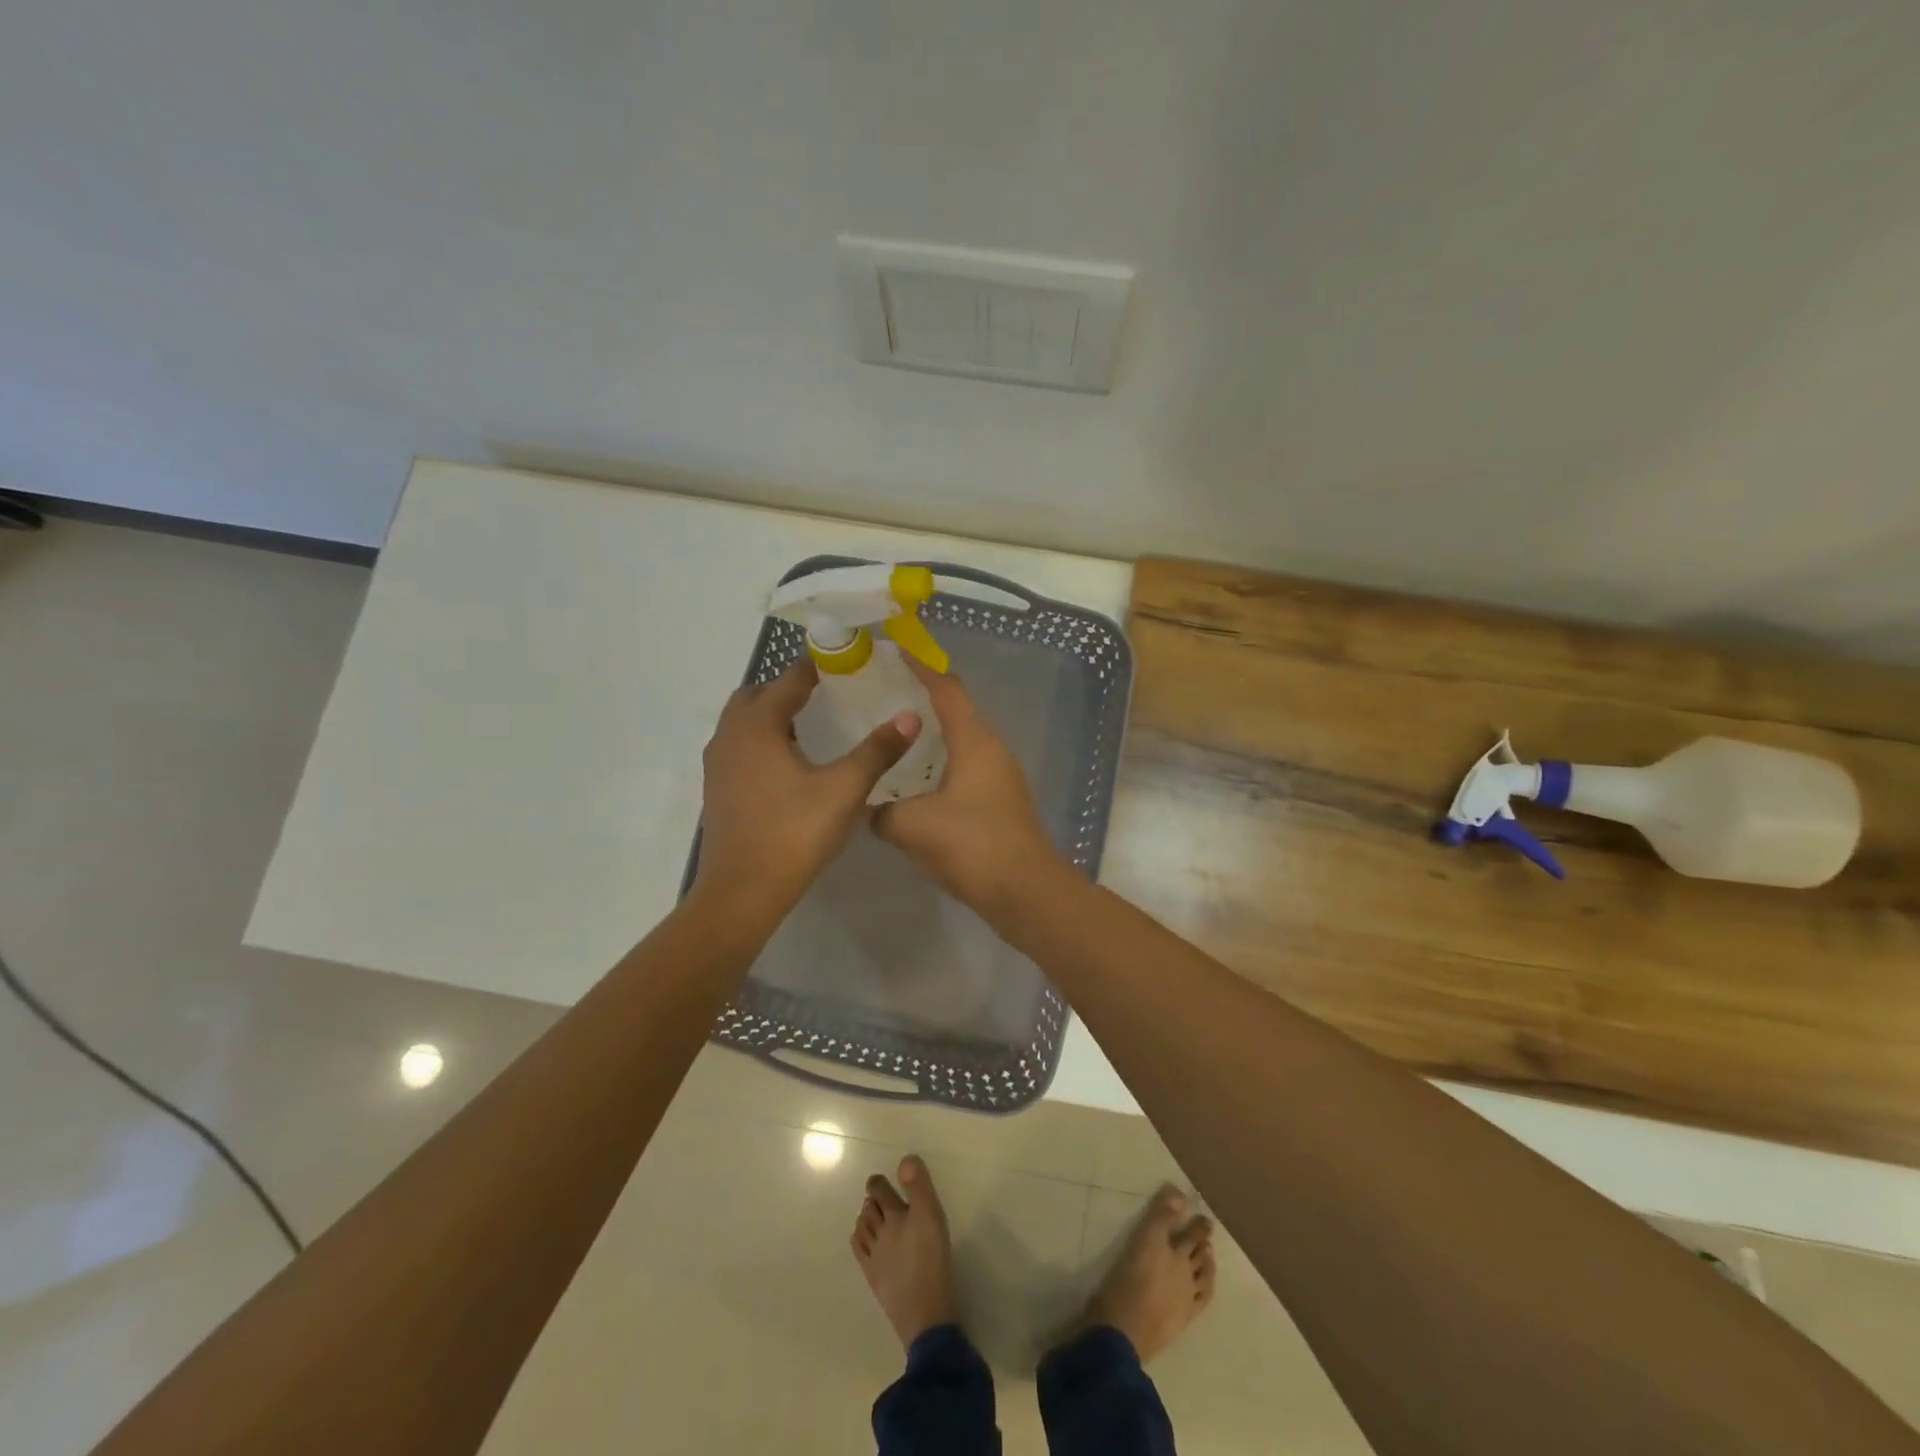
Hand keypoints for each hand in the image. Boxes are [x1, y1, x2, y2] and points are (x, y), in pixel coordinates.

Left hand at [694, 662, 919, 920]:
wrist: (742, 892)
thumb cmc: (794, 834)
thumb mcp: (844, 790)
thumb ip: (877, 750)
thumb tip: (910, 716)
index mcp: (757, 726)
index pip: (788, 679)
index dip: (817, 668)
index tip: (845, 664)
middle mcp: (730, 736)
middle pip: (756, 695)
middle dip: (787, 688)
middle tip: (825, 695)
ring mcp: (717, 764)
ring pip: (743, 722)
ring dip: (771, 714)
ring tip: (810, 725)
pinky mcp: (717, 789)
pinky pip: (739, 746)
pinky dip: (761, 740)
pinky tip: (789, 763)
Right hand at [873, 662, 1068, 921]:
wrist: (1026, 892)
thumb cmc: (972, 846)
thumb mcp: (913, 826)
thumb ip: (883, 811)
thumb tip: (872, 809)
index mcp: (975, 741)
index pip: (947, 689)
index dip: (921, 666)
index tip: (895, 649)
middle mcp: (992, 750)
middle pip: (957, 712)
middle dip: (923, 699)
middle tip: (883, 696)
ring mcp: (1000, 777)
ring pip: (961, 744)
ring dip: (931, 737)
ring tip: (893, 738)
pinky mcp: (1000, 803)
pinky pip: (965, 770)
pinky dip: (940, 766)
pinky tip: (915, 784)